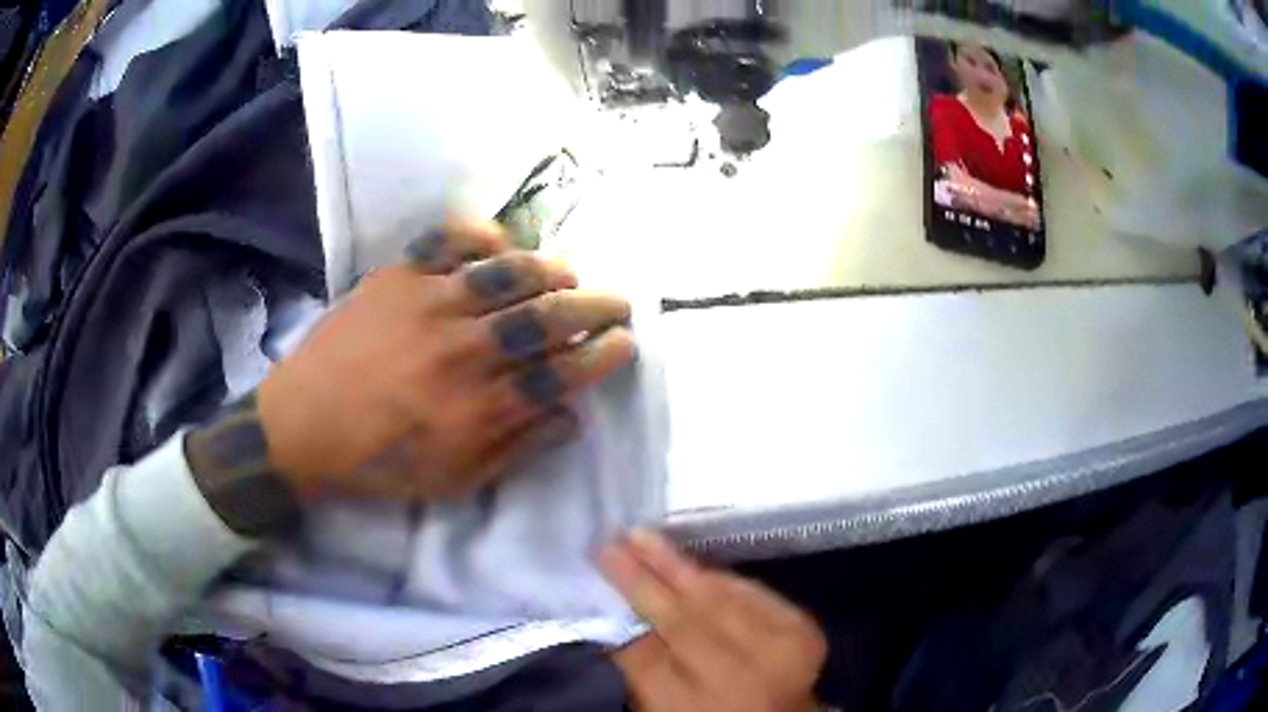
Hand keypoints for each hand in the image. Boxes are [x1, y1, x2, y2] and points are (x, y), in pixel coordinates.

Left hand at [256, 218, 635, 502]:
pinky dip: (482, 234)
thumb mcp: (453, 482)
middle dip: (595, 306)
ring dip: (551, 268)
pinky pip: (448, 240)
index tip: (624, 343)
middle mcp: (463, 351)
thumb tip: (571, 417)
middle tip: (617, 302)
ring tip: (568, 271)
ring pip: (508, 273)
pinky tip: (501, 242)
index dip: (603, 354)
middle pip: (547, 317)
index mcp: (478, 408)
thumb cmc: (378, 462)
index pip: (563, 373)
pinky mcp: (397, 277)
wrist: (301, 426)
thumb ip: (517, 449)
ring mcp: (429, 305)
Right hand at [602, 532, 827, 711]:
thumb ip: (640, 664)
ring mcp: (782, 653)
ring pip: (720, 597)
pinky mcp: (804, 631)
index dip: (627, 602)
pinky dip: (719, 578)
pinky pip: (753, 592)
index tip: (602, 560)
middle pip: (687, 618)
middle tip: (617, 541)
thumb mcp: (662, 706)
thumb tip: (617, 611)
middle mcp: (745, 681)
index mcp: (698, 707)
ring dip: (681, 567)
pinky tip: (693, 565)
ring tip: (645, 541)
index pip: (649, 650)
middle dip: (648, 575)